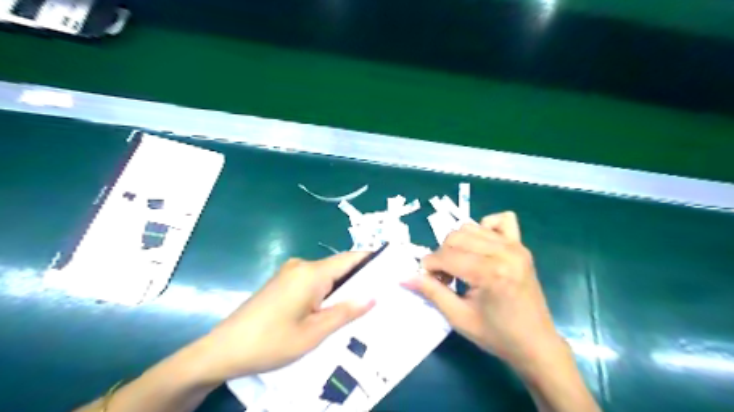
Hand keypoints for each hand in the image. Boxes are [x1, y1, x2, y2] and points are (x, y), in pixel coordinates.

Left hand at [190, 253, 372, 384]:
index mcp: (311, 273)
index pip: (350, 259)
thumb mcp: (314, 333)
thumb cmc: (271, 342)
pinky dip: (327, 291)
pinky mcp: (283, 281)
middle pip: (339, 267)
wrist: (223, 350)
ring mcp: (290, 272)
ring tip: (362, 306)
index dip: (371, 262)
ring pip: (326, 275)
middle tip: (381, 296)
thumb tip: (374, 297)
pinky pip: (313, 281)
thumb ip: (346, 312)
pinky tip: (333, 309)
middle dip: (359, 280)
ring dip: (343, 288)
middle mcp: (301, 265)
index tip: (391, 270)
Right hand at [401, 212, 563, 369]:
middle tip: (445, 278)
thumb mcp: (458, 317)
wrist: (535, 344)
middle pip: (455, 237)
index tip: (429, 281)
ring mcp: (515, 246)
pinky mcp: (521, 245)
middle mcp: (504, 252)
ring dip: (458, 244)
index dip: (429, 267)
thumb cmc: (496, 335)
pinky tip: (481, 249)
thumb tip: (404, 277)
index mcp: (490, 272)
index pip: (446, 255)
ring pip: (470, 227)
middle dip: (441, 255)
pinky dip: (484, 228)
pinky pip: (500, 220)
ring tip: (461, 267)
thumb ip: (431, 292)